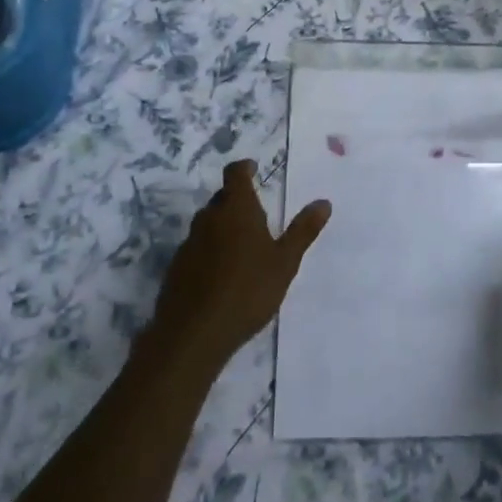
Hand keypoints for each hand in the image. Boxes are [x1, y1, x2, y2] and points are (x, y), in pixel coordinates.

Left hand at [146, 159, 330, 372]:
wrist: (193, 334)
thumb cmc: (247, 290)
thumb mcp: (284, 262)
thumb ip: (303, 231)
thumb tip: (324, 202)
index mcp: (236, 209)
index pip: (235, 173)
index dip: (244, 168)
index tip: (254, 168)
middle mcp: (209, 218)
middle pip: (222, 198)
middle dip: (237, 201)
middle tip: (257, 215)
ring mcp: (189, 242)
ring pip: (208, 223)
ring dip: (223, 226)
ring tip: (243, 246)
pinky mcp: (177, 267)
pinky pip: (197, 247)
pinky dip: (210, 250)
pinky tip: (222, 273)